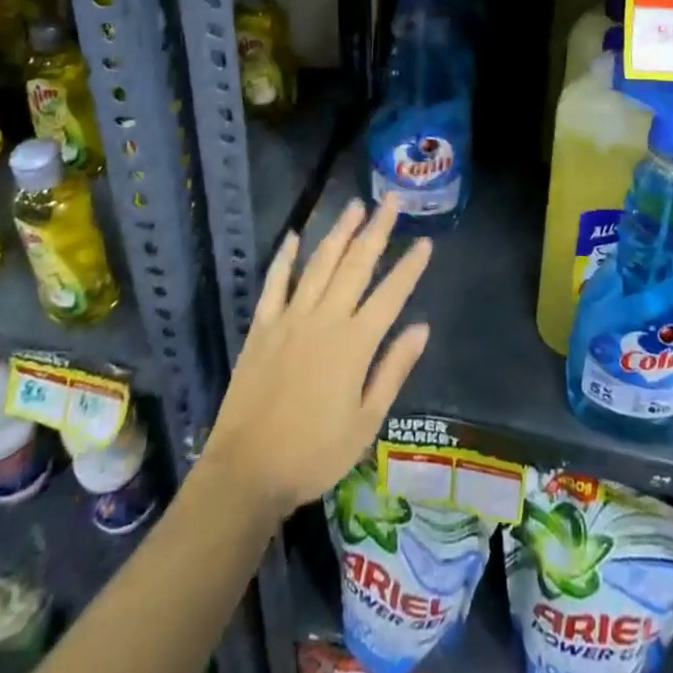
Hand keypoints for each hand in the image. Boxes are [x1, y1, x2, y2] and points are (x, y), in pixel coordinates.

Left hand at [205, 198, 431, 519]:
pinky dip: (285, 258)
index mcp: (354, 343)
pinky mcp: (262, 326)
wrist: (246, 472)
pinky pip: (275, 283)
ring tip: (354, 205)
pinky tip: (293, 237)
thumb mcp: (365, 423)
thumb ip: (393, 371)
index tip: (425, 241)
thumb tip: (422, 328)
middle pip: (356, 264)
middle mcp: (325, 319)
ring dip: (339, 232)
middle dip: (377, 230)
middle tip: (391, 200)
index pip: (391, 294)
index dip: (410, 267)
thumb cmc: (313, 454)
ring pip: (319, 263)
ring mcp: (290, 318)